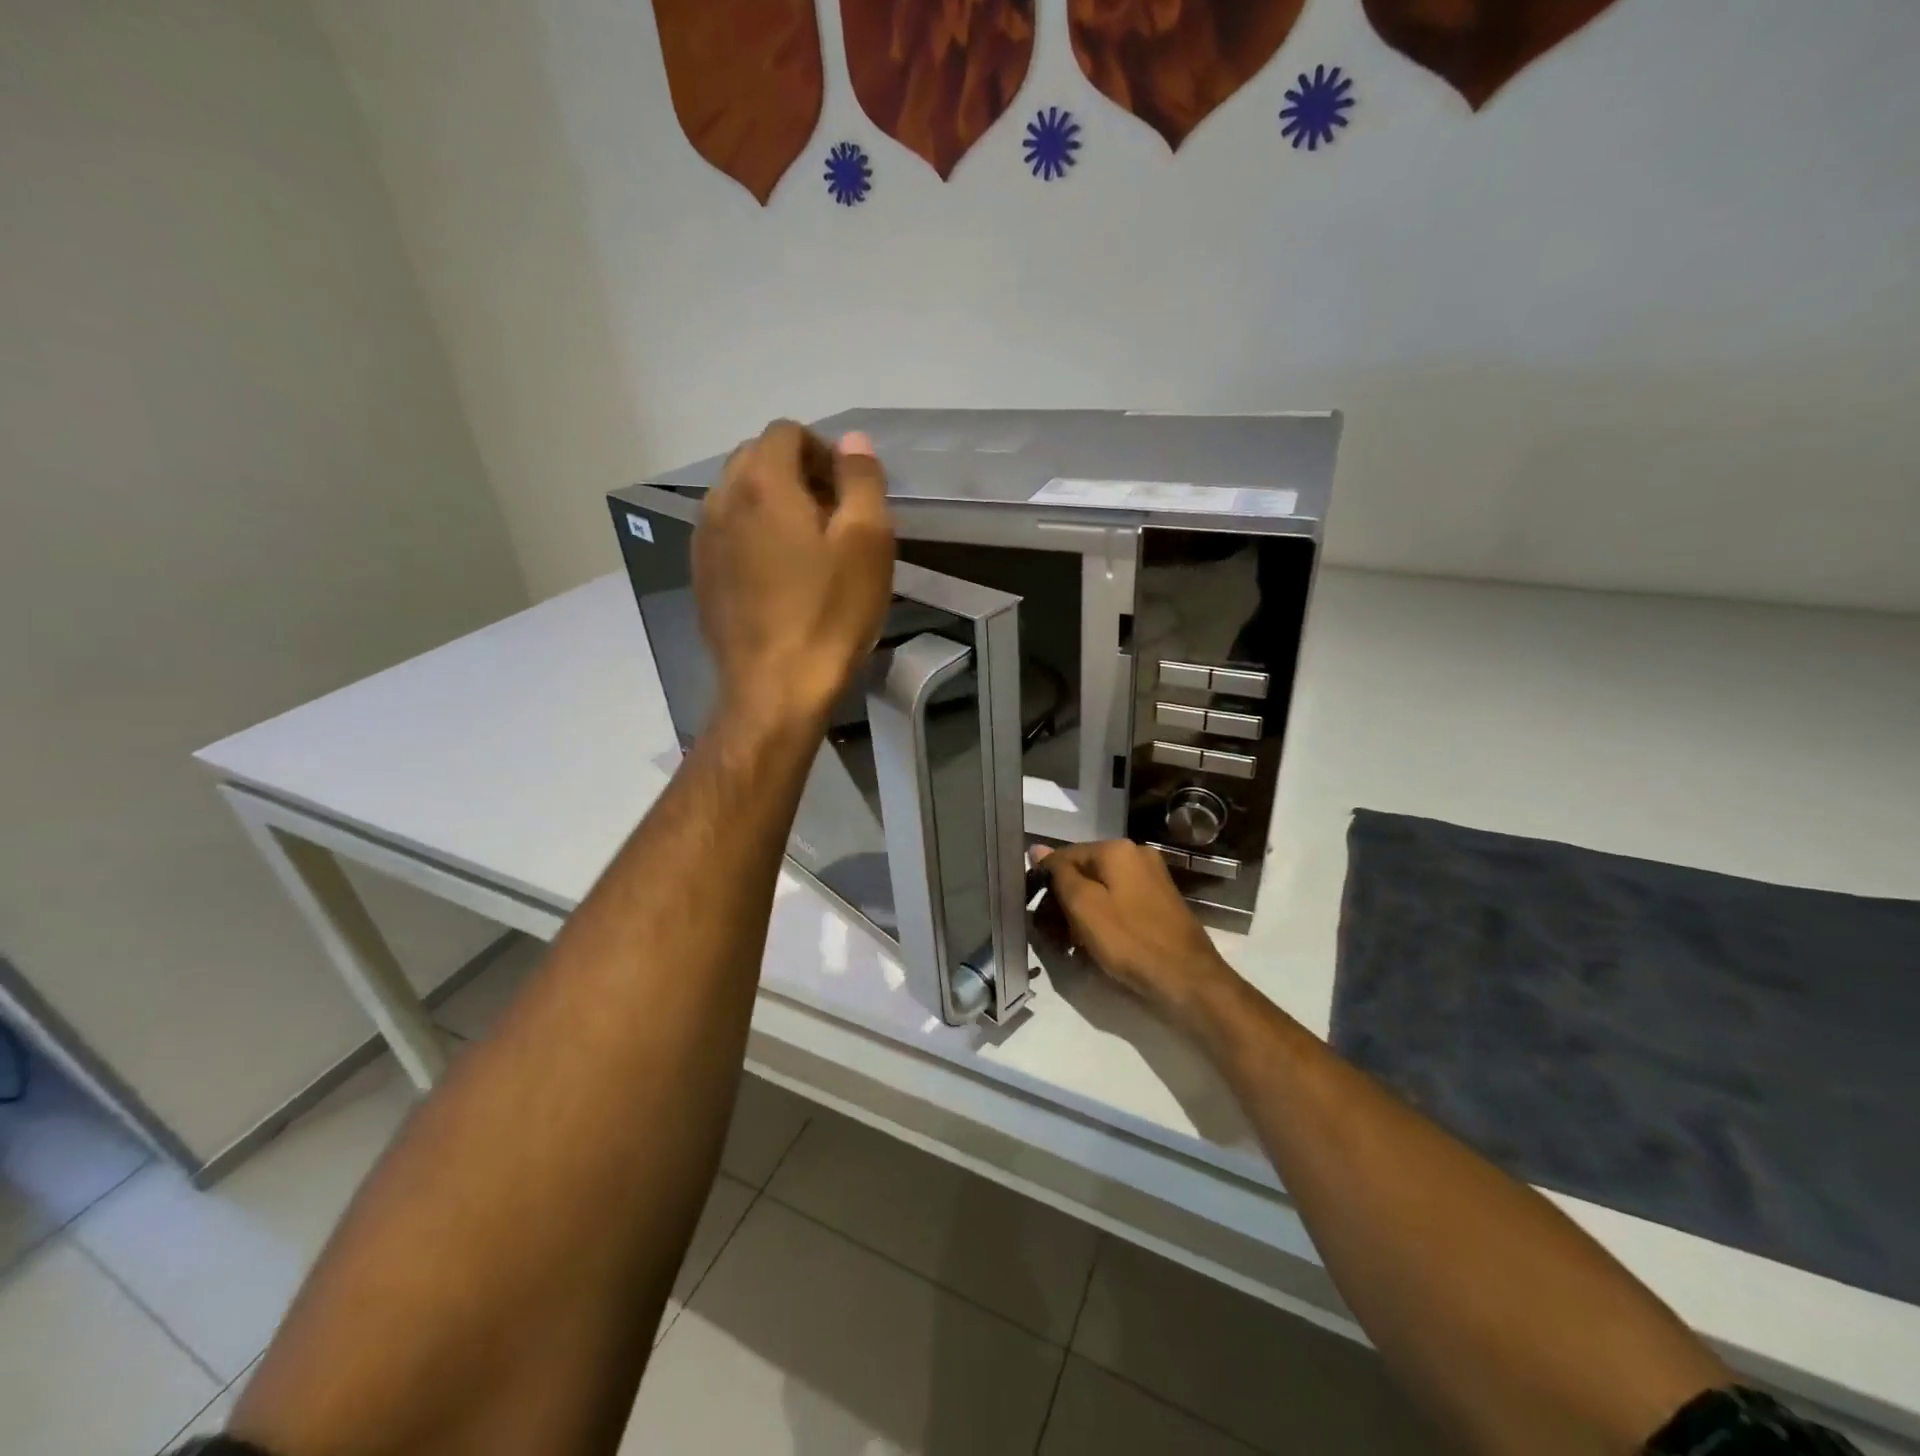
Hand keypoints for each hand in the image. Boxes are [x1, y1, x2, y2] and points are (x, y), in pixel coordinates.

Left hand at [694, 420, 893, 726]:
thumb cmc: (829, 615)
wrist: (775, 690)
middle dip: (797, 474)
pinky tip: (779, 577)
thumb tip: (852, 441)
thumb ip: (862, 480)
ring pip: (738, 496)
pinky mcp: (701, 576)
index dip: (824, 451)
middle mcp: (720, 499)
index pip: (787, 432)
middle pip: (757, 459)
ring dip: (773, 505)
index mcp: (761, 482)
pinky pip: (727, 533)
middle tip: (833, 518)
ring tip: (807, 549)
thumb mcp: (867, 543)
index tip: (849, 493)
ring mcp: (703, 540)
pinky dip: (753, 535)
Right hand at [1030, 840, 1241, 1031]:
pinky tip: (1094, 944)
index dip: (1045, 883)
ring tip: (1069, 944)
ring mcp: (1152, 878)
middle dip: (1064, 901)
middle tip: (1049, 934)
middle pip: (1085, 872)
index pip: (1065, 856)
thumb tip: (1037, 848)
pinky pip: (1120, 902)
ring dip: (1082, 913)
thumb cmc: (1129, 940)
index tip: (1034, 912)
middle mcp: (1137, 855)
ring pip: (1102, 889)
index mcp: (1117, 849)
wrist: (1187, 978)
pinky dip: (1103, 919)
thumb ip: (1059, 874)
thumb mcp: (1083, 906)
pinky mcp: (1160, 902)